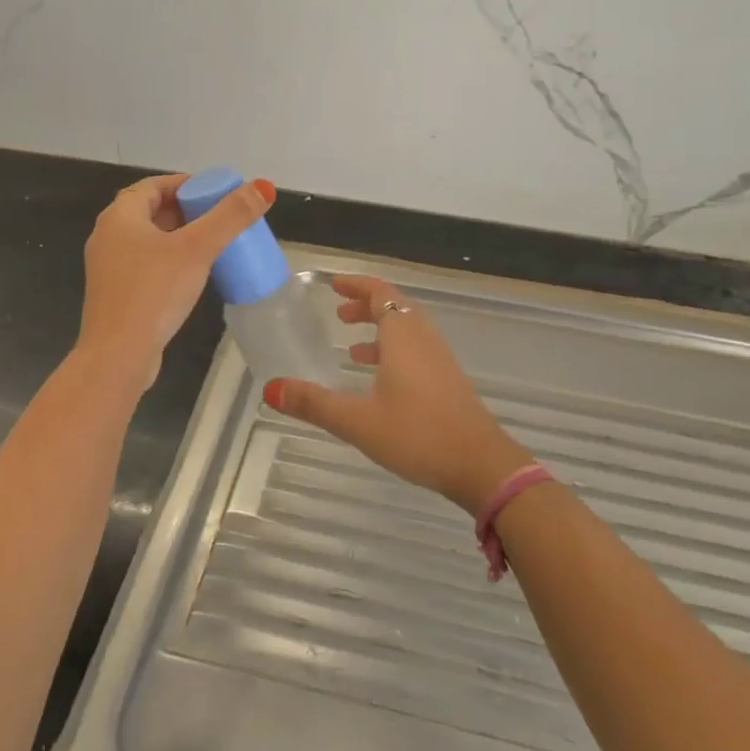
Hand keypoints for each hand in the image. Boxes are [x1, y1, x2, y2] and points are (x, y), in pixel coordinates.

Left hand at [74, 173, 273, 392]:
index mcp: (120, 216)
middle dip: (186, 211)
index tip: (216, 192)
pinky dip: (169, 260)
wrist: (118, 355)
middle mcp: (108, 236)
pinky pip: (146, 265)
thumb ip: (230, 216)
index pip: (154, 186)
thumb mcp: (198, 249)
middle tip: (220, 218)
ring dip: (179, 237)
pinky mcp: (116, 294)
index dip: (185, 184)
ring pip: (149, 240)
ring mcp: (109, 267)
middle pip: (151, 211)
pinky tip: (193, 275)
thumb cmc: (154, 292)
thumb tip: (263, 186)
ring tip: (213, 244)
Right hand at [264, 274, 528, 512]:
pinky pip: (416, 350)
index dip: (356, 285)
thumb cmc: (417, 435)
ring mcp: (439, 360)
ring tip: (351, 348)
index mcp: (403, 336)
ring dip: (380, 329)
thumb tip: (270, 388)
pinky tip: (379, 381)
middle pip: (395, 307)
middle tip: (338, 314)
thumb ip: (313, 403)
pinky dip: (393, 351)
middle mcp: (423, 339)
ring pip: (407, 330)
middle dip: (365, 306)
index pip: (380, 292)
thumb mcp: (357, 421)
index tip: (333, 286)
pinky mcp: (447, 381)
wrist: (479, 465)